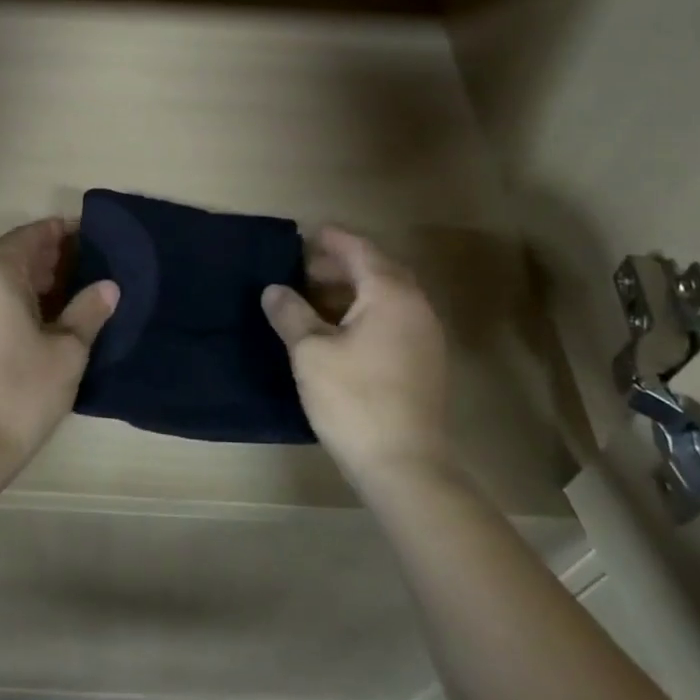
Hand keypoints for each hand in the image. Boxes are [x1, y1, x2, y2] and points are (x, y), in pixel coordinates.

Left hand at [0, 219, 118, 475]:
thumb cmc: (21, 390)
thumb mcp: (67, 351)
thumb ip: (88, 313)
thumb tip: (108, 287)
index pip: (28, 237)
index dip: (56, 231)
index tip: (83, 231)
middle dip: (30, 249)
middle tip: (64, 263)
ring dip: (13, 271)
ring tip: (52, 291)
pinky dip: (0, 294)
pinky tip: (27, 319)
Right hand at [261, 226, 450, 488]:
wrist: (404, 465)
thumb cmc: (354, 399)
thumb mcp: (310, 352)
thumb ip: (291, 314)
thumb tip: (274, 289)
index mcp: (390, 293)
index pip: (360, 250)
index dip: (332, 240)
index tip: (306, 234)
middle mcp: (415, 306)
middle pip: (378, 270)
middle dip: (342, 265)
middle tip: (305, 269)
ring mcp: (426, 335)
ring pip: (387, 297)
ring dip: (354, 291)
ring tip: (317, 299)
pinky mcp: (425, 362)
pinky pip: (394, 320)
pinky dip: (367, 313)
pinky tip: (341, 332)